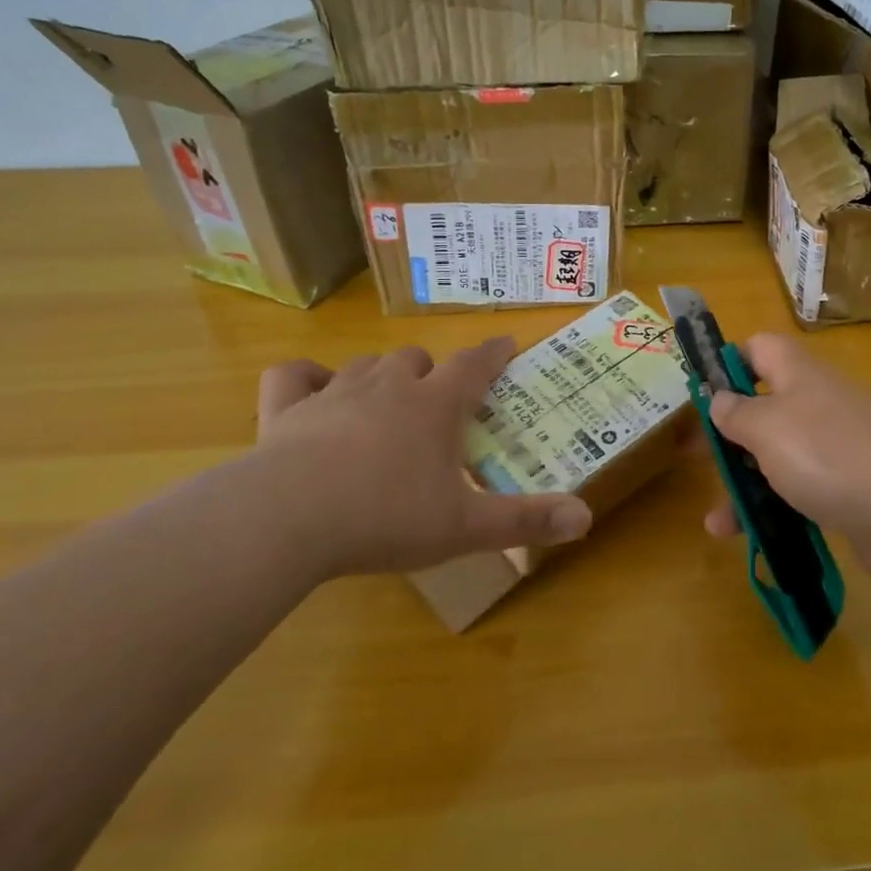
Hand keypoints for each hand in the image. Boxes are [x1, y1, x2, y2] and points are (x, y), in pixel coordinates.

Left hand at [249, 338, 591, 575]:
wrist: (287, 519)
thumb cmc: (387, 517)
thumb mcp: (465, 526)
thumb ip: (525, 520)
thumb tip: (586, 518)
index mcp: (435, 406)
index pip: (474, 365)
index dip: (493, 354)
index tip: (507, 344)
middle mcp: (387, 386)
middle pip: (416, 359)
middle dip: (432, 372)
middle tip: (440, 399)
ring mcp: (333, 393)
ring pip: (366, 364)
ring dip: (382, 375)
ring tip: (387, 400)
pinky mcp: (284, 410)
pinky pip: (295, 377)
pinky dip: (307, 379)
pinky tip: (313, 392)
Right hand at [701, 334, 870, 589]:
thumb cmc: (827, 455)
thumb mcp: (767, 427)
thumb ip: (736, 412)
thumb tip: (719, 398)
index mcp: (799, 375)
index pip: (759, 348)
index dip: (727, 362)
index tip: (700, 394)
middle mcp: (818, 404)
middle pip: (764, 407)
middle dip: (728, 434)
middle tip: (695, 458)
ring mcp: (837, 448)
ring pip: (779, 456)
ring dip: (745, 484)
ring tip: (716, 521)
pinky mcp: (849, 489)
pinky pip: (801, 491)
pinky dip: (774, 509)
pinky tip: (750, 536)